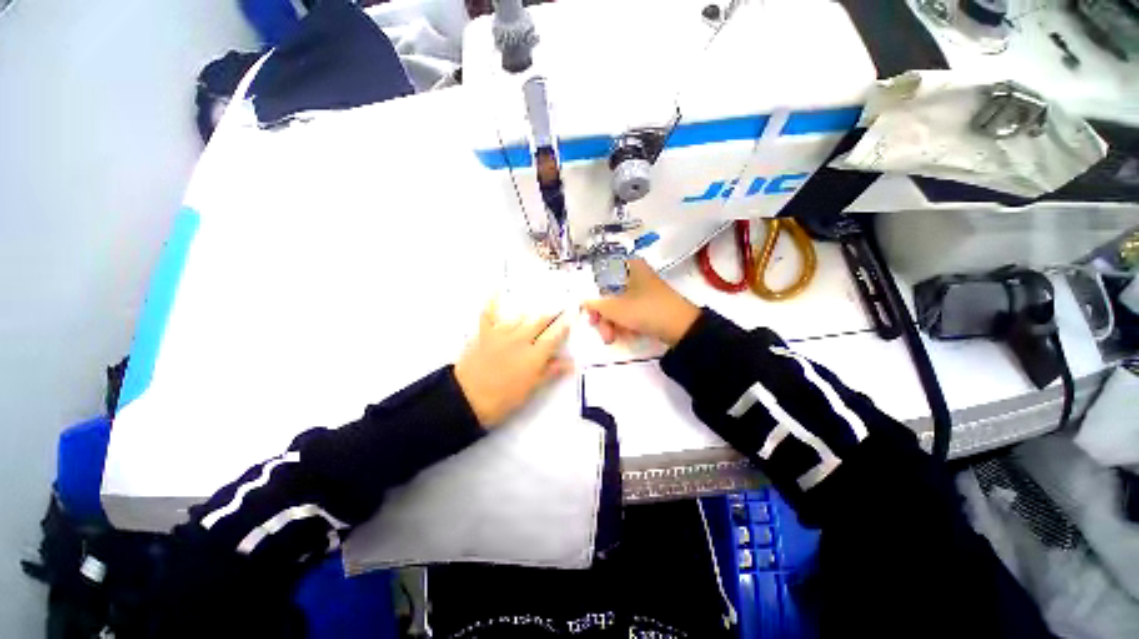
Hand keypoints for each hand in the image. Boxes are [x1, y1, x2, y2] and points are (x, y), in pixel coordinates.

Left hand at [454, 299, 572, 427]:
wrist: (467, 398)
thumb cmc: (503, 398)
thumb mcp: (530, 389)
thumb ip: (550, 372)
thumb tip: (571, 363)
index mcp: (534, 355)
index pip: (554, 336)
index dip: (565, 325)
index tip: (572, 315)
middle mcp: (521, 339)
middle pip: (539, 321)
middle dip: (550, 313)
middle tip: (558, 306)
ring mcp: (501, 334)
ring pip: (520, 316)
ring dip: (530, 310)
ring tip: (537, 301)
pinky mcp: (484, 333)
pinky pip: (489, 313)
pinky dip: (493, 303)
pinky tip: (496, 290)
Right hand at [582, 258, 700, 345]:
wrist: (682, 328)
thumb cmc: (646, 310)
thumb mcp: (616, 309)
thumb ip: (596, 305)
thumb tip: (583, 302)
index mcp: (629, 266)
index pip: (601, 275)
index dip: (592, 294)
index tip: (589, 312)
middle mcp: (636, 274)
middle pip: (609, 292)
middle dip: (604, 315)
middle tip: (600, 330)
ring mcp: (644, 290)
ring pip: (619, 304)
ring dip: (613, 322)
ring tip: (612, 338)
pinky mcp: (650, 303)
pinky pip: (631, 311)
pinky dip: (625, 322)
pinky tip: (626, 334)